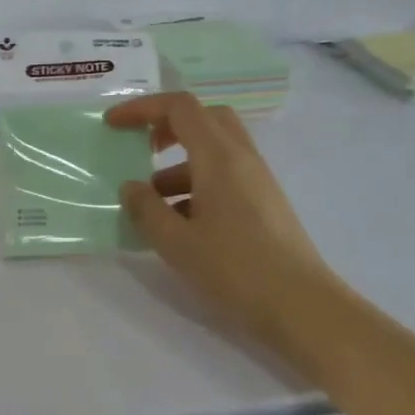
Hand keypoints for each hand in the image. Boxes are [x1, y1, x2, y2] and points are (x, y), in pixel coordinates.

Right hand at [106, 93, 340, 354]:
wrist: (301, 306)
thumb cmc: (234, 268)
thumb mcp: (175, 242)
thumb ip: (146, 209)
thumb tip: (130, 187)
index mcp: (219, 158)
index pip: (180, 108)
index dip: (142, 108)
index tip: (113, 124)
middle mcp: (242, 159)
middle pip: (204, 118)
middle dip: (167, 126)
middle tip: (141, 149)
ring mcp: (257, 181)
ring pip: (214, 150)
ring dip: (178, 164)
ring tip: (152, 204)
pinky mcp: (263, 203)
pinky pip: (224, 176)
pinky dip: (196, 185)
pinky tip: (180, 224)